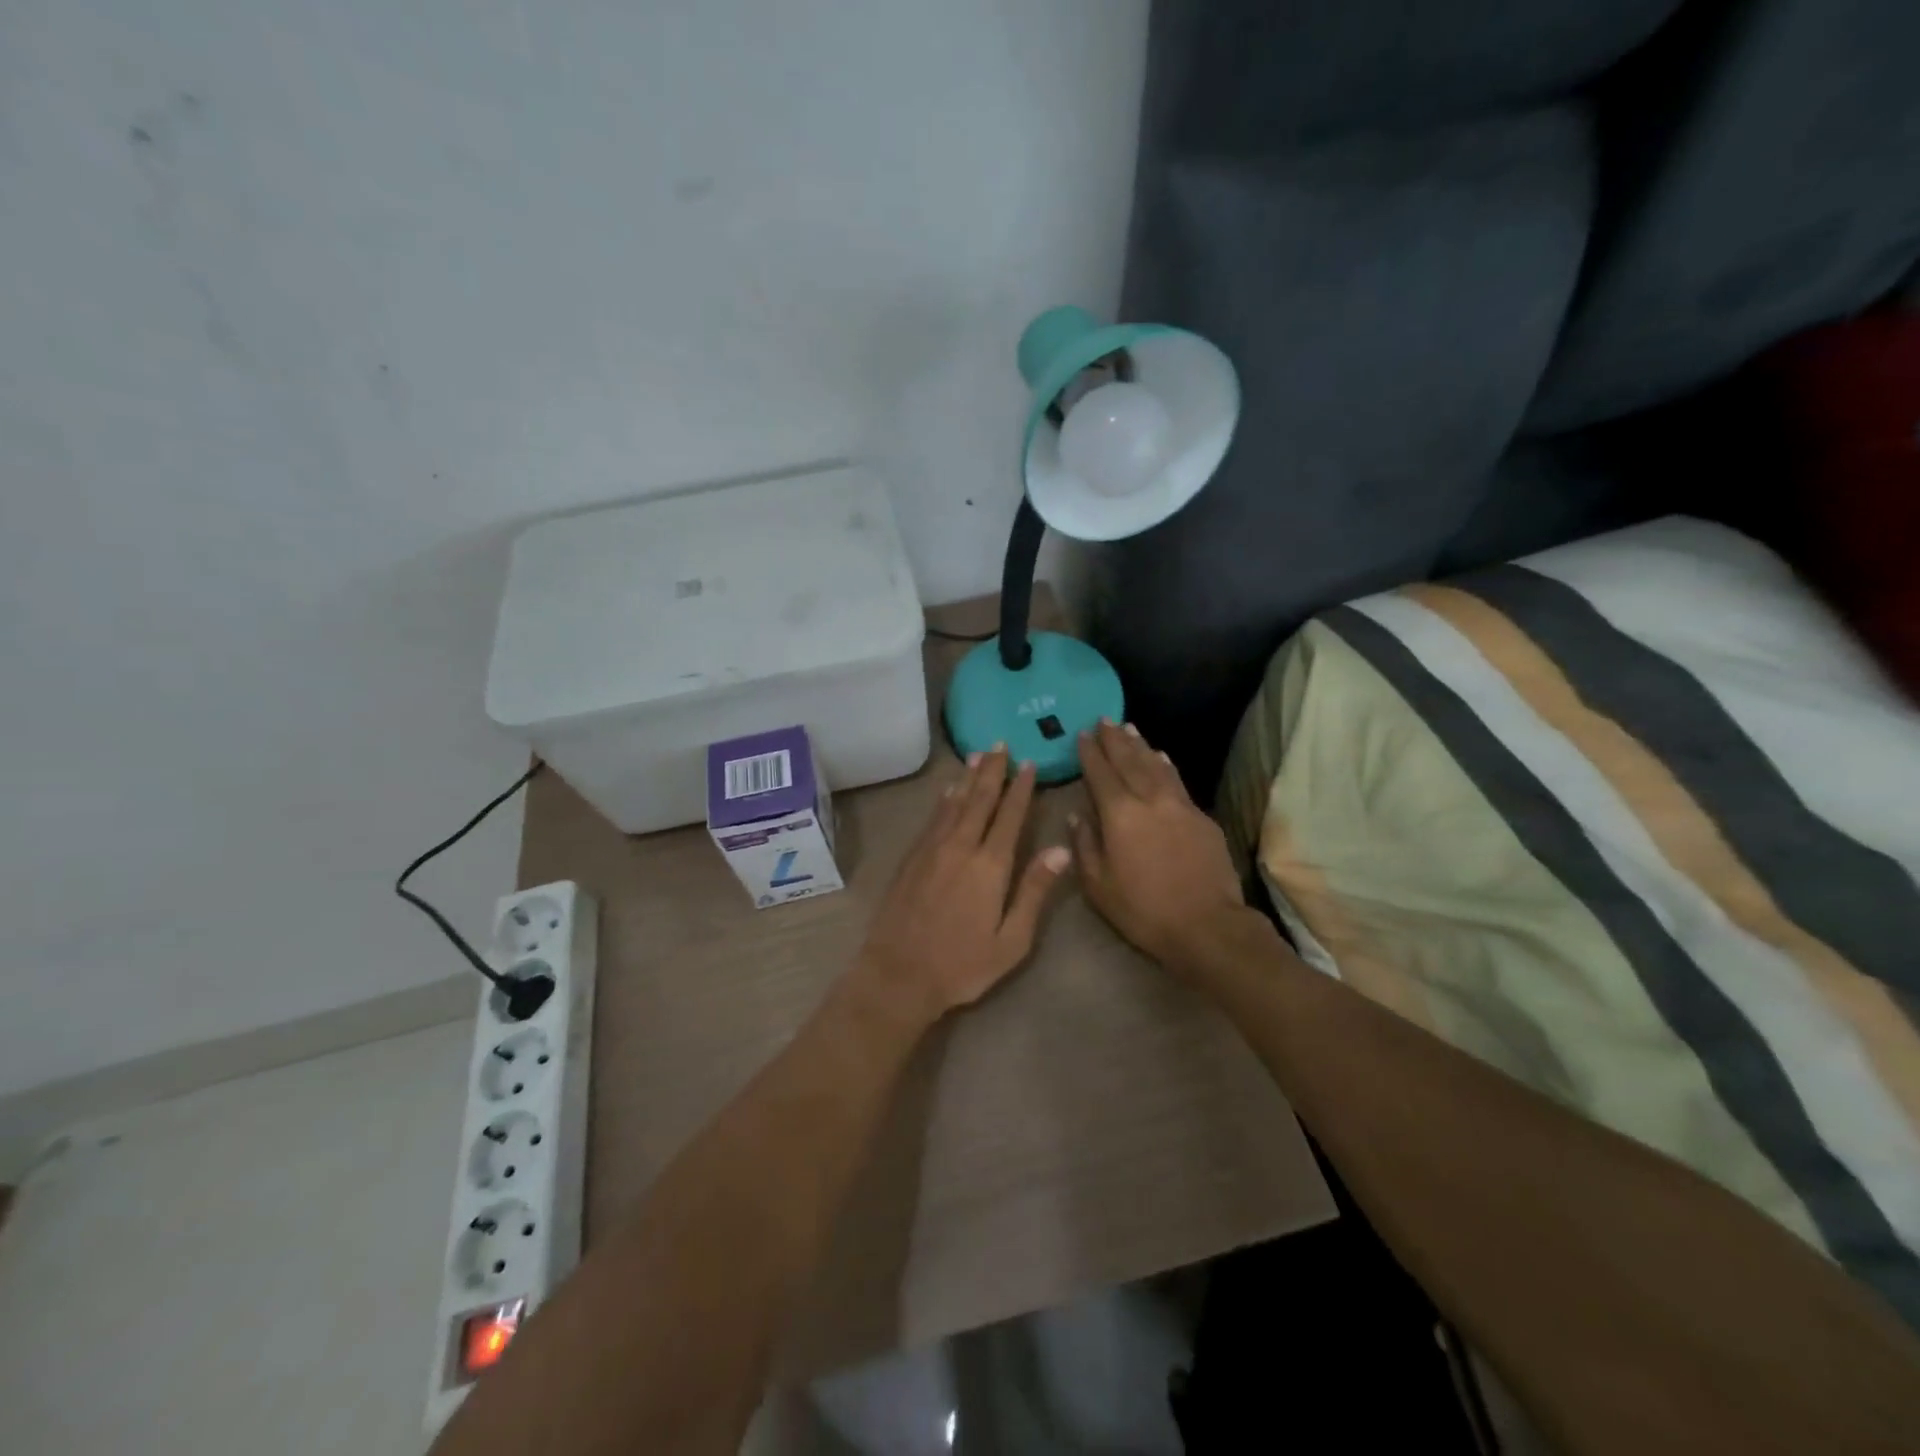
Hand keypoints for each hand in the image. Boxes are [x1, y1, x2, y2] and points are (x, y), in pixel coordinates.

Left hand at [855, 746, 1070, 1026]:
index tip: (1028, 763)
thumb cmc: (962, 965)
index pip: (1009, 816)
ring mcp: (931, 850)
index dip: (1020, 788)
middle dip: (992, 770)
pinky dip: (944, 800)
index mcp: (990, 865)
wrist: (898, 974)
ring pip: (954, 803)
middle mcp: (960, 847)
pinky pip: (932, 818)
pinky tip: (948, 791)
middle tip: (1000, 744)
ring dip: (968, 778)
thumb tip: (1060, 850)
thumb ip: (1034, 891)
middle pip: (979, 799)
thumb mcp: (1011, 940)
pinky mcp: (911, 858)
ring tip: (978, 755)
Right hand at [1071, 721, 1247, 973]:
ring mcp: (1180, 805)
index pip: (1100, 773)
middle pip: (1129, 761)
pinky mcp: (1202, 817)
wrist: (1207, 926)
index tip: (1081, 734)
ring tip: (1129, 728)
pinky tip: (1161, 758)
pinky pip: (1177, 781)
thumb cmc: (1143, 910)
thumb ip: (1085, 846)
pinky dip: (1165, 765)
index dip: (1089, 753)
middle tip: (1103, 720)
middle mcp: (1149, 800)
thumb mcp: (1098, 886)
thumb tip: (1078, 816)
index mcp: (1119, 814)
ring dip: (1140, 745)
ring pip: (1156, 765)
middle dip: (1113, 739)